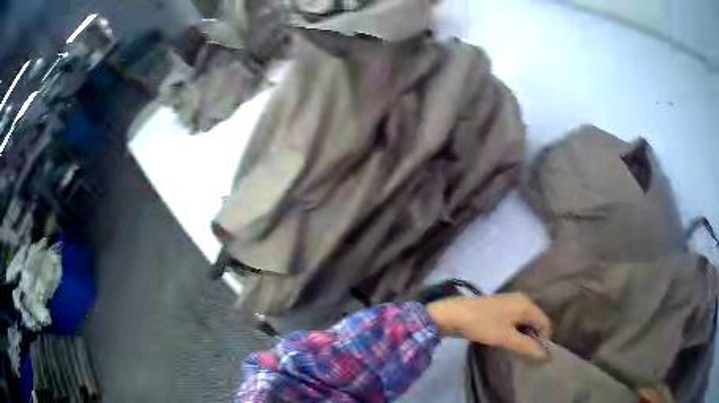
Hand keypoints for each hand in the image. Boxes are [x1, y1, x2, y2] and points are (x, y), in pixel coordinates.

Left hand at [426, 293, 551, 359]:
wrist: (452, 314)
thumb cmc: (483, 324)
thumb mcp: (506, 337)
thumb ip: (526, 346)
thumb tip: (545, 355)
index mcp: (526, 304)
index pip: (545, 323)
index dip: (543, 340)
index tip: (536, 355)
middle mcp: (521, 299)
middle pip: (535, 321)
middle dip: (533, 337)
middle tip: (526, 354)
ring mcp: (508, 302)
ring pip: (523, 321)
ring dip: (522, 335)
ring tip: (516, 350)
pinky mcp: (497, 307)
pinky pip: (513, 320)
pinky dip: (513, 330)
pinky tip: (506, 341)